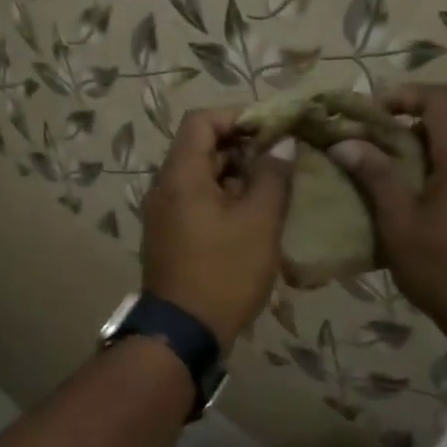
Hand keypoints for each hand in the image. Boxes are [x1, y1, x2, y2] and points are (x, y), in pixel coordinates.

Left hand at [141, 107, 294, 349]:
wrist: (184, 331)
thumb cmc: (224, 271)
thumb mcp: (259, 221)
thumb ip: (272, 175)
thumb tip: (282, 143)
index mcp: (180, 175)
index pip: (201, 120)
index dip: (238, 115)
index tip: (273, 127)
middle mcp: (164, 188)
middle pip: (200, 147)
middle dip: (242, 146)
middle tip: (281, 158)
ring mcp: (164, 214)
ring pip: (201, 177)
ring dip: (236, 174)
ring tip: (274, 186)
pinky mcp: (169, 236)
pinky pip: (196, 202)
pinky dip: (224, 198)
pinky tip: (254, 215)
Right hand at [328, 84, 446, 332]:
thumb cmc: (442, 268)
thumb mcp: (399, 223)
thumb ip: (375, 176)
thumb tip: (345, 142)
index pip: (440, 98)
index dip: (403, 94)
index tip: (371, 114)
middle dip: (408, 127)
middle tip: (372, 149)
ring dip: (427, 150)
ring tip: (394, 178)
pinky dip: (446, 170)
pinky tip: (425, 201)